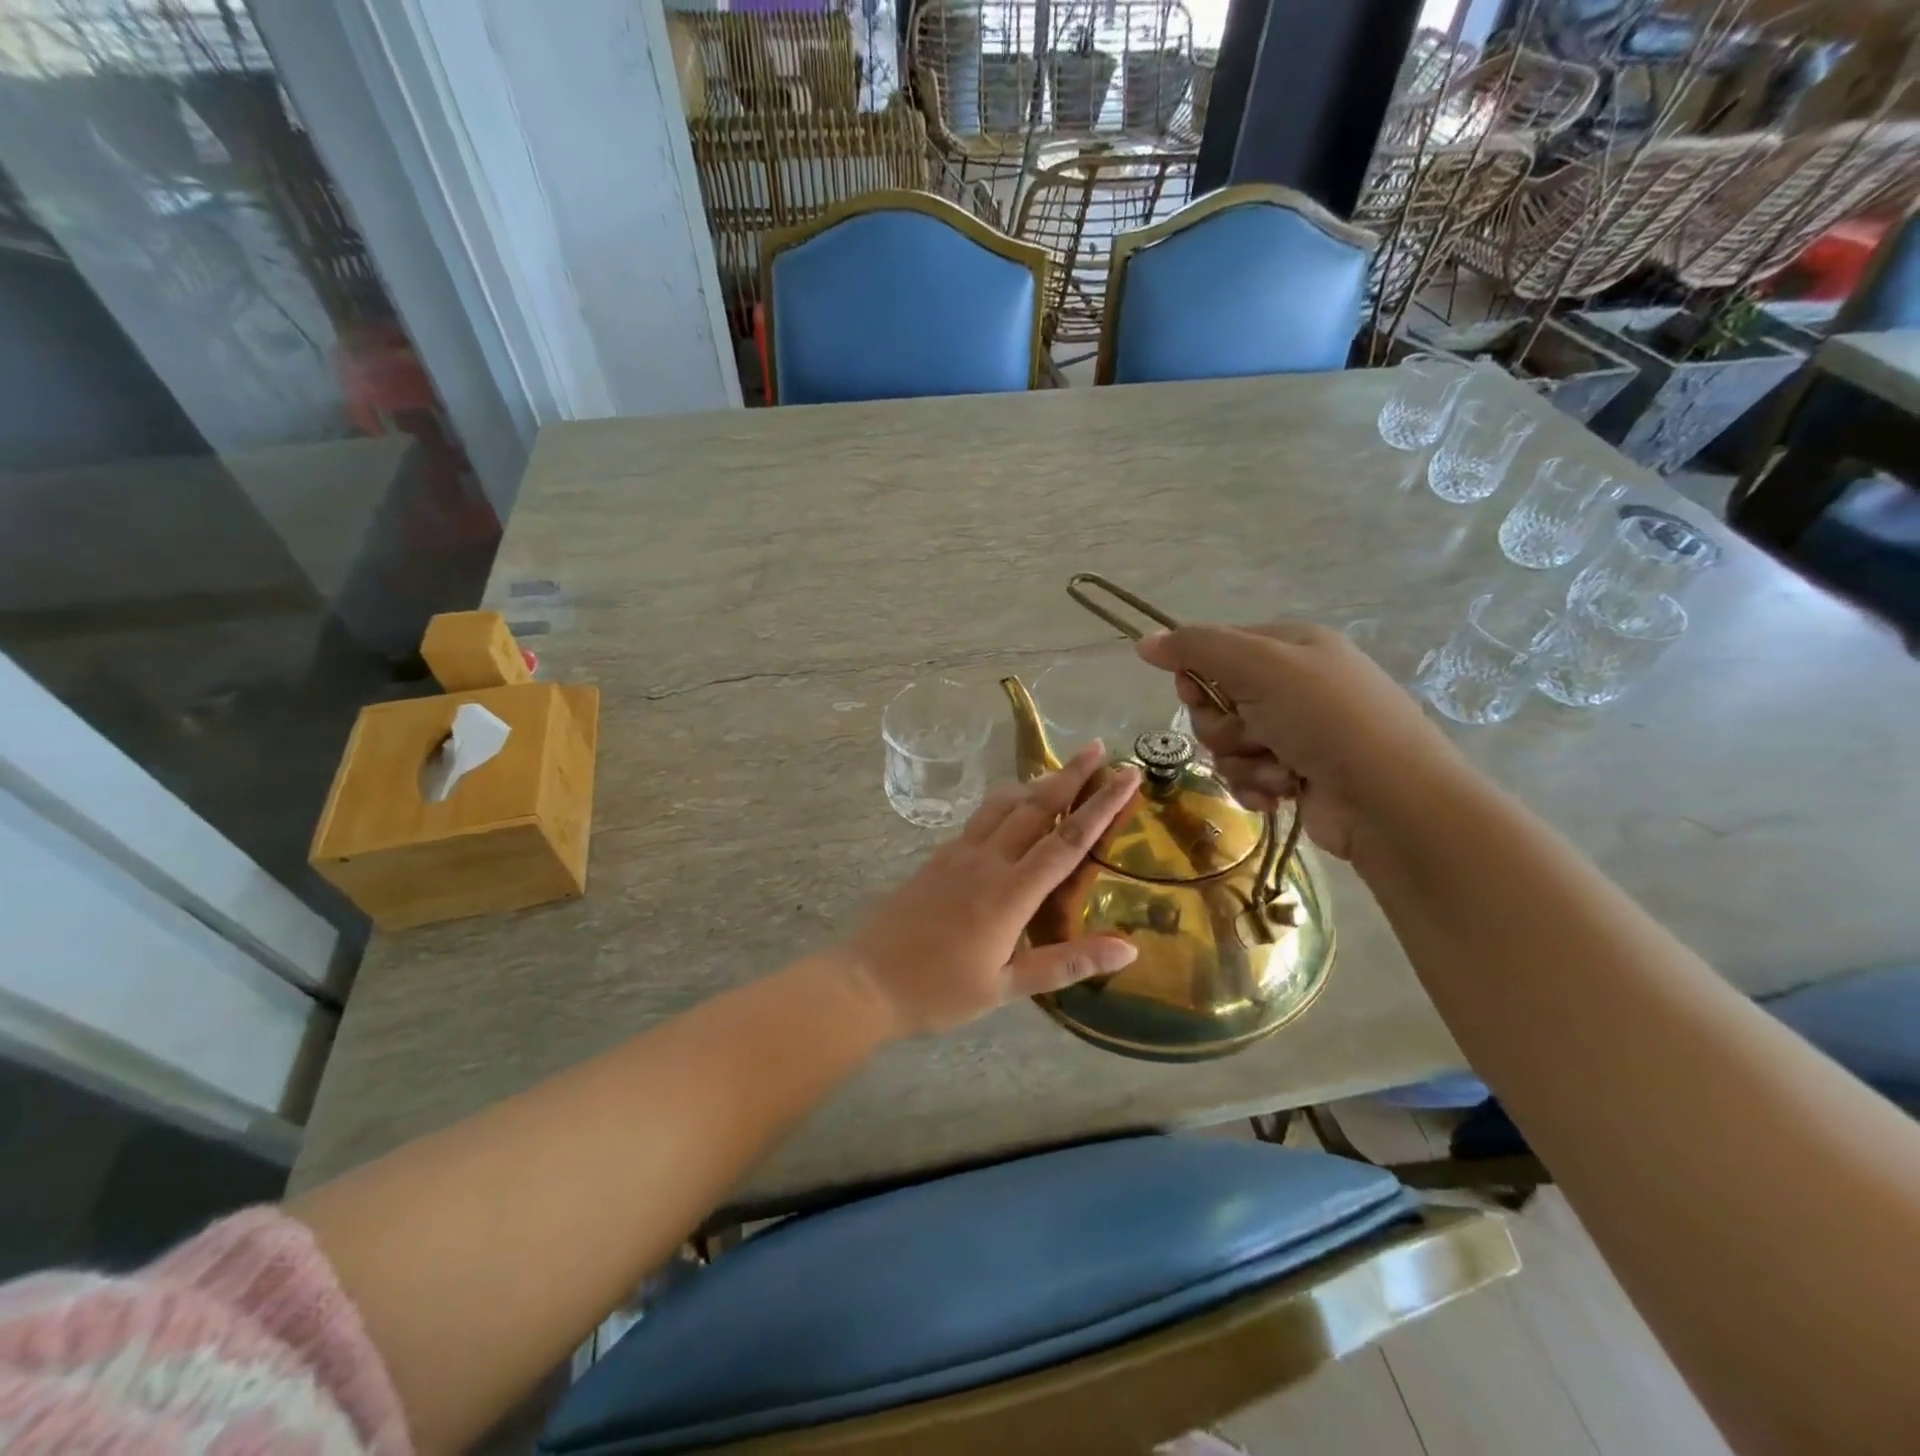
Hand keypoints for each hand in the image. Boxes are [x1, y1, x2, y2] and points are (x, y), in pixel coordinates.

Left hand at [842, 744, 1142, 1036]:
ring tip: (1058, 771)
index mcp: (1010, 893)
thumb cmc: (940, 991)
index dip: (1101, 805)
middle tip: (1097, 747)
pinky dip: (1003, 804)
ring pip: (1002, 805)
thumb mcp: (1008, 986)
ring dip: (1034, 784)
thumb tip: (1129, 950)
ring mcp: (958, 854)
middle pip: (1036, 806)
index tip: (1126, 775)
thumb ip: (1068, 963)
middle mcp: (987, 861)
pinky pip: (979, 819)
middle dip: (1070, 775)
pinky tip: (1009, 808)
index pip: (1068, 840)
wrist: (867, 982)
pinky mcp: (938, 857)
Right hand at [1137, 621, 1460, 858]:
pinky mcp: (1296, 774)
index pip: (1214, 650)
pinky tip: (1280, 793)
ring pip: (1227, 744)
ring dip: (1243, 761)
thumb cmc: (1326, 719)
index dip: (1197, 675)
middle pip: (1215, 701)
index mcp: (1289, 646)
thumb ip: (1197, 648)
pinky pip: (1246, 775)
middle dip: (1223, 726)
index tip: (1198, 693)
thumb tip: (1143, 641)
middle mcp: (1292, 685)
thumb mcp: (1260, 667)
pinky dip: (1256, 786)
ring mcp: (1295, 732)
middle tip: (1251, 734)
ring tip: (1279, 770)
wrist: (1390, 800)